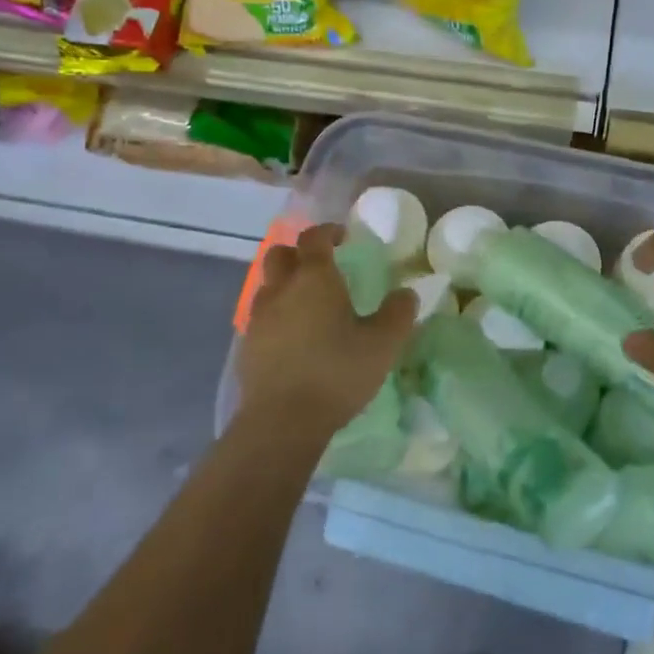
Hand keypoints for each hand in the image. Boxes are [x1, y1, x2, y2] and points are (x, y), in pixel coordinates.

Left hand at [236, 223, 416, 435]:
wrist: (282, 422)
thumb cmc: (336, 373)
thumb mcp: (382, 344)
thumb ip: (398, 314)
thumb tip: (406, 293)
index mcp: (314, 278)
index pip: (314, 237)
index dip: (328, 231)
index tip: (343, 237)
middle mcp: (281, 289)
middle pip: (280, 254)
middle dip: (299, 253)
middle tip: (322, 267)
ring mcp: (258, 318)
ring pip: (267, 285)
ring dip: (285, 284)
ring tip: (308, 304)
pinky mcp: (247, 346)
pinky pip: (261, 316)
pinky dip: (277, 315)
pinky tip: (294, 337)